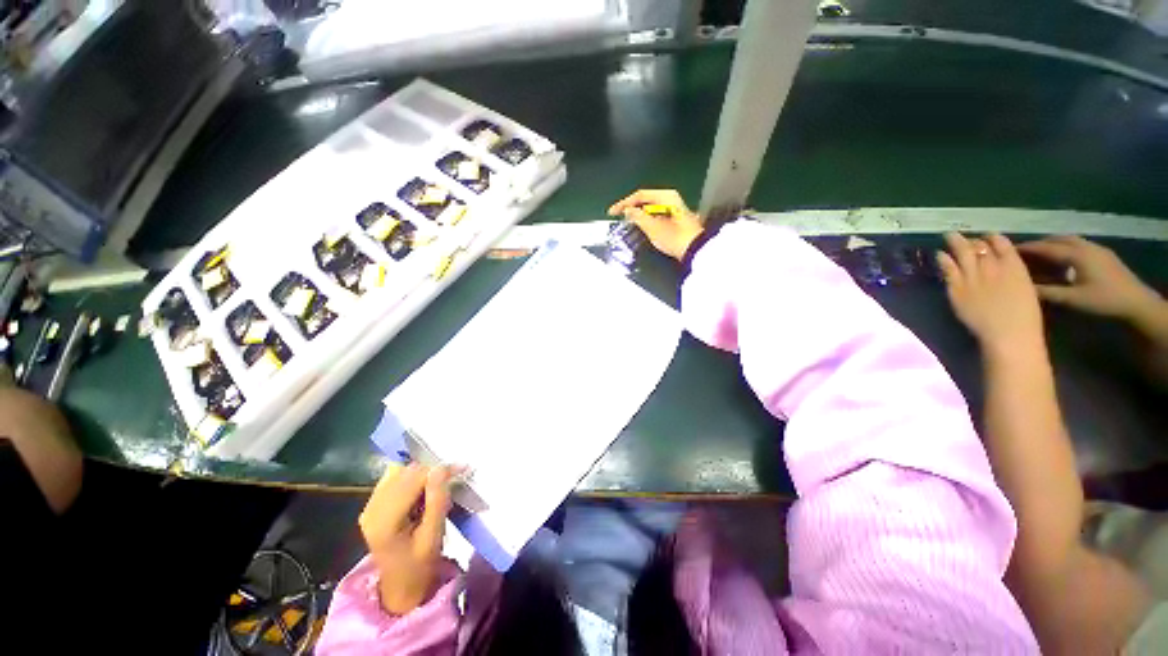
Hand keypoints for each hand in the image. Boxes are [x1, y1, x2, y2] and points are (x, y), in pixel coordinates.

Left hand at [358, 463, 453, 614]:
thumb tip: (441, 468)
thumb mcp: (434, 535)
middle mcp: (372, 509)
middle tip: (452, 479)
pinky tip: (421, 491)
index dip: (439, 470)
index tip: (462, 468)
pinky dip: (411, 478)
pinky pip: (393, 478)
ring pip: (399, 471)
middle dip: (431, 471)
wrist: (400, 586)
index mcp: (385, 520)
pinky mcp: (373, 504)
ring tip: (436, 488)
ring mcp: (369, 506)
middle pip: (405, 472)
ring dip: (421, 474)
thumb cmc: (420, 565)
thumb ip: (437, 500)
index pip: (414, 479)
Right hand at [607, 189, 703, 260]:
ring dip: (639, 214)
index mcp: (666, 196)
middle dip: (631, 208)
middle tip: (619, 216)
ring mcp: (674, 208)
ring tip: (627, 221)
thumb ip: (638, 216)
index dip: (624, 203)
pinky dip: (647, 218)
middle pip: (646, 200)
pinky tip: (641, 226)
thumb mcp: (652, 227)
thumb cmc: (673, 237)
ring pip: (651, 207)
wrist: (695, 250)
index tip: (612, 212)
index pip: (640, 195)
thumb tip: (628, 210)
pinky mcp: (676, 218)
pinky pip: (657, 214)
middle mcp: (671, 198)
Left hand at [938, 233, 1045, 356]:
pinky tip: (940, 255)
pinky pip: (948, 269)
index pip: (1002, 243)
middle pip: (979, 246)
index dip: (992, 238)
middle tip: (961, 234)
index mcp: (1015, 266)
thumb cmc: (1024, 317)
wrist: (1008, 334)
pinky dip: (943, 260)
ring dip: (955, 243)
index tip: (986, 236)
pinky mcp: (957, 288)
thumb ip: (1012, 273)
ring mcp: (973, 276)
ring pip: (961, 253)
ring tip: (949, 236)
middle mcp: (993, 267)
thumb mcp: (1025, 287)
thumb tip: (1002, 266)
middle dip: (971, 239)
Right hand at [1016, 235, 1163, 321]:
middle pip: (1057, 240)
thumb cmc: (1103, 301)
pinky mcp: (1103, 255)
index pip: (1045, 248)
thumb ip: (1046, 292)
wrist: (1136, 303)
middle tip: (1022, 252)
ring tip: (1040, 255)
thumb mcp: (1072, 299)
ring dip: (1052, 245)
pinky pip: (1078, 245)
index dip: (1026, 248)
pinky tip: (1062, 260)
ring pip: (1069, 241)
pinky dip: (1065, 248)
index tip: (1007, 251)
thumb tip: (1021, 287)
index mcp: (1076, 255)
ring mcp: (1096, 249)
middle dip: (1039, 244)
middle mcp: (1085, 247)